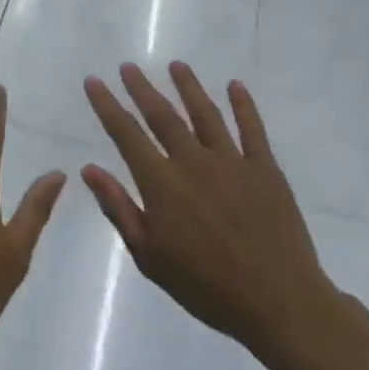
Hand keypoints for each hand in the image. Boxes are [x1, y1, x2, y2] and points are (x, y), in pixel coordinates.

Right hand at [81, 62, 349, 369]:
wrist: (279, 304)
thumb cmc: (207, 287)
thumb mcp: (150, 257)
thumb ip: (119, 209)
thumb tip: (90, 168)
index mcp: (162, 184)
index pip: (126, 134)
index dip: (108, 105)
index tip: (94, 81)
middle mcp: (193, 162)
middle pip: (163, 115)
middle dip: (143, 88)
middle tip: (128, 65)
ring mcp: (232, 162)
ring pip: (205, 114)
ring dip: (189, 86)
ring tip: (177, 65)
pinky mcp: (265, 170)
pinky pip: (252, 129)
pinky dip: (243, 105)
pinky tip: (235, 85)